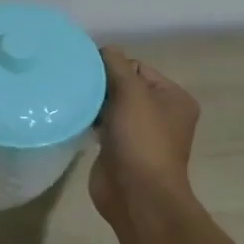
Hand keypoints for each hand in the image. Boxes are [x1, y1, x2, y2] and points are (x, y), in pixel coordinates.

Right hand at [89, 47, 201, 226]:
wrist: (137, 194)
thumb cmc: (141, 140)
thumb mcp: (132, 94)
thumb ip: (116, 66)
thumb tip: (104, 49)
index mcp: (173, 98)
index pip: (137, 67)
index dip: (113, 66)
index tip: (87, 70)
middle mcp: (160, 114)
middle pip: (124, 85)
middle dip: (101, 83)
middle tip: (75, 83)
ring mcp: (139, 134)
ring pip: (110, 105)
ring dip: (92, 102)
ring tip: (70, 98)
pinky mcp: (119, 149)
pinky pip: (101, 125)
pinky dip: (88, 120)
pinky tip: (72, 117)